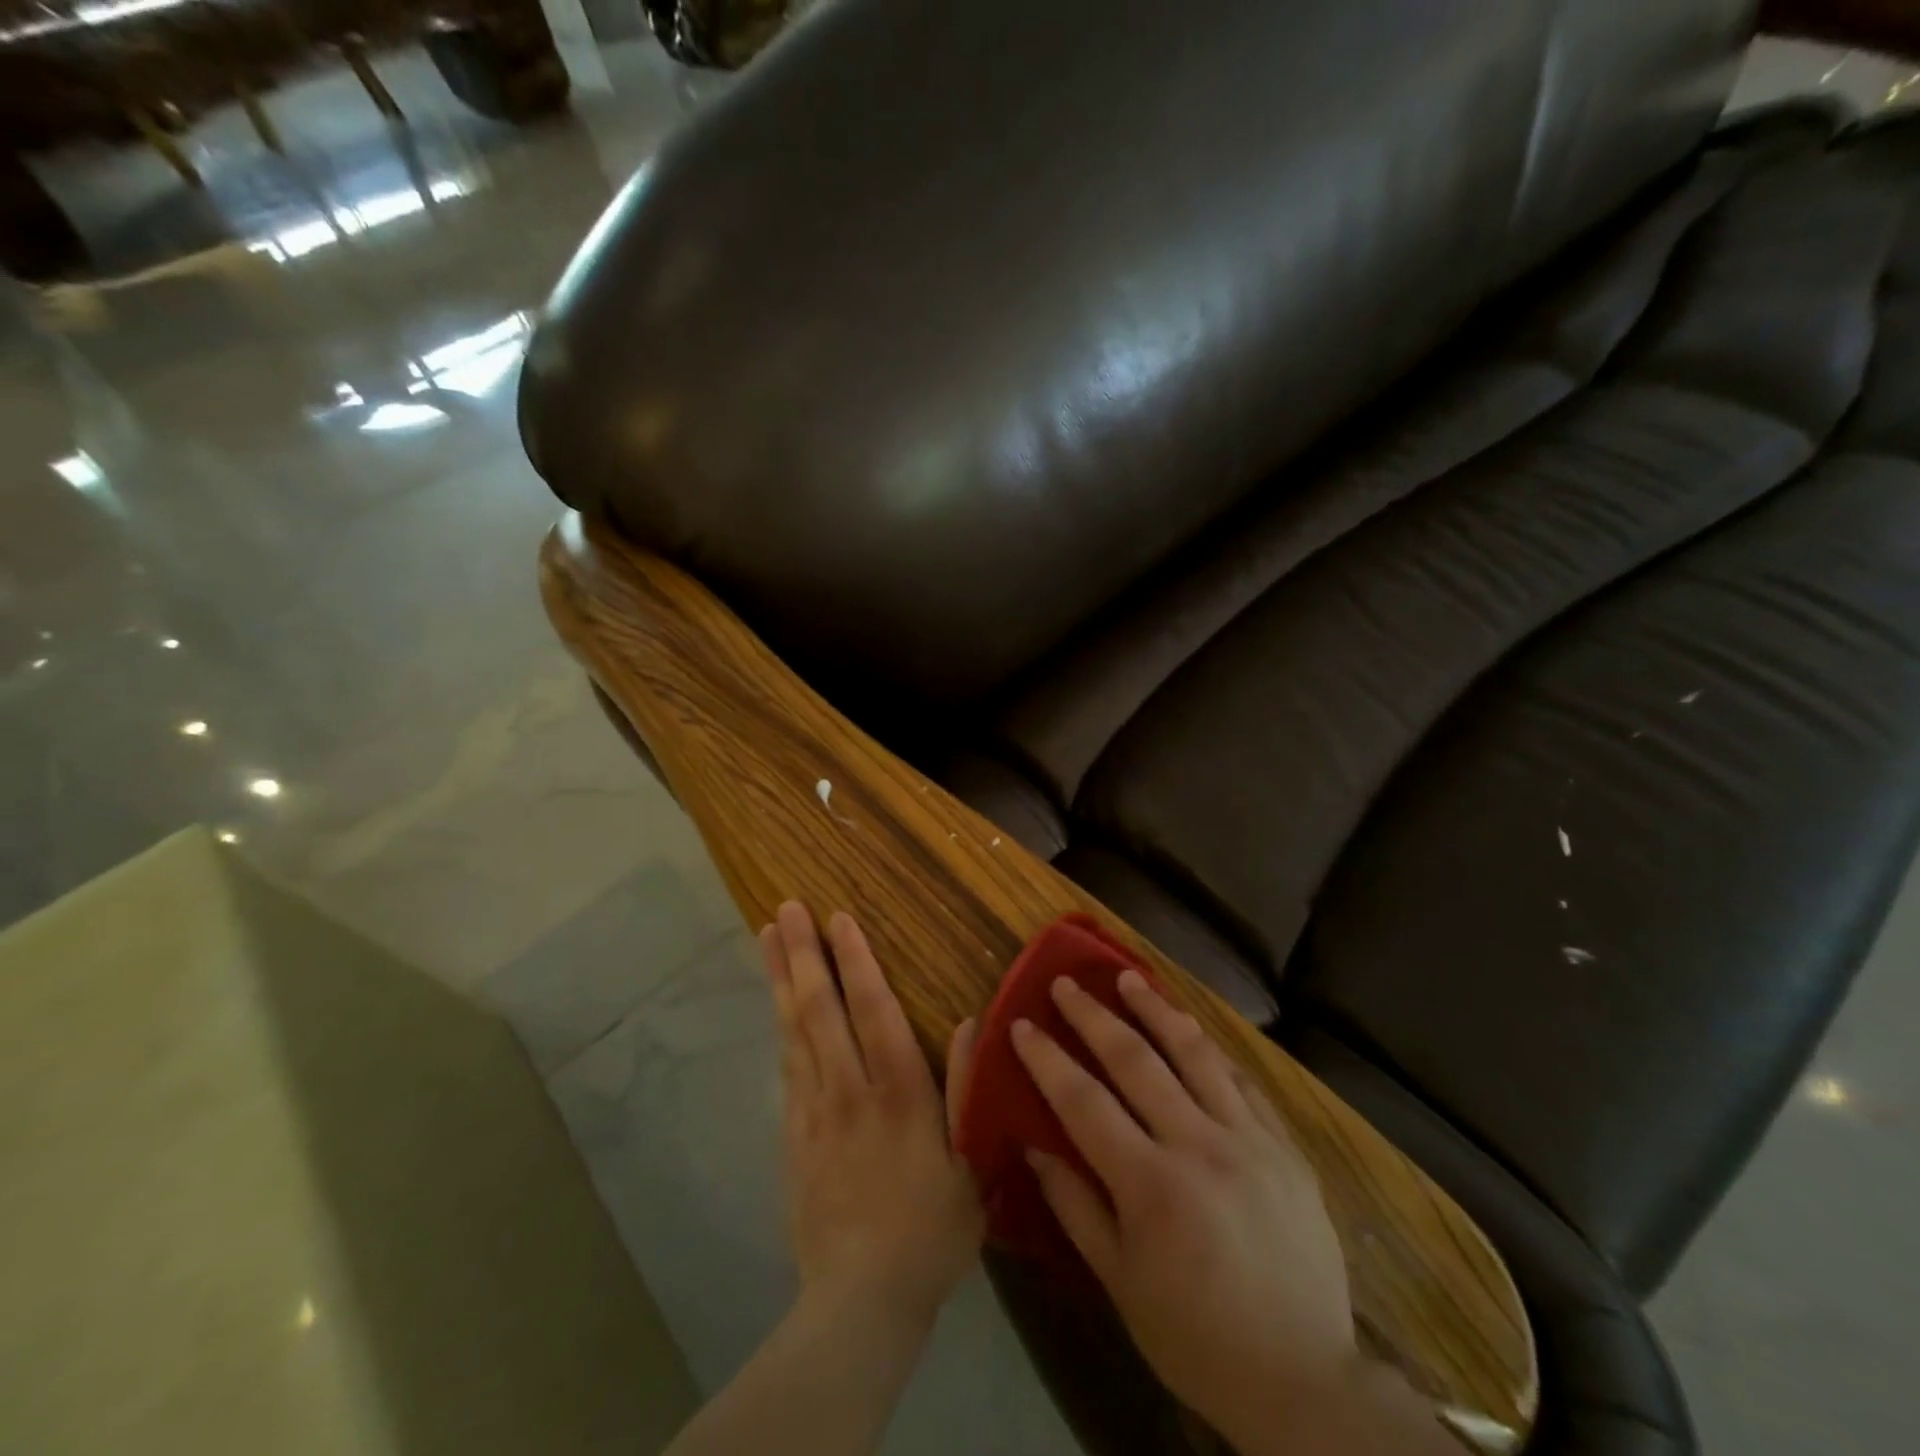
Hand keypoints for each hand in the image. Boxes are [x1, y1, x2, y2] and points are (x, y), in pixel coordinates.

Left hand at [761, 902, 982, 1326]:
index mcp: (898, 1091)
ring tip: (768, 937)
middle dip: (804, 954)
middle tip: (785, 909)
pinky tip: (776, 1003)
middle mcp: (850, 1088)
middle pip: (821, 1009)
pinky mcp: (793, 1135)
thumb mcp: (971, 1163)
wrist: (861, 1300)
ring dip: (783, 979)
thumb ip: (966, 1087)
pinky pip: (786, 1067)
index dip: (856, 960)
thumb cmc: (930, 1229)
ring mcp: (814, 1110)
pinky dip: (780, 1027)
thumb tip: (967, 1021)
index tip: (838, 918)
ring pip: (795, 1030)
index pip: (873, 1009)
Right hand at [1011, 968, 1358, 1445]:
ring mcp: (1248, 1139)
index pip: (1083, 1101)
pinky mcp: (1283, 1144)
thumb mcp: (1120, 1282)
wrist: (1305, 1381)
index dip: (1047, 1058)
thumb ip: (1074, 1204)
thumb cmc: (1196, 1337)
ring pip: (1194, 1053)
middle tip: (1064, 983)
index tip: (1021, 1025)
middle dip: (1093, 1016)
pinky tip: (1188, 1028)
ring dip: (1155, 1009)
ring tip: (1126, 977)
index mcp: (1151, 1185)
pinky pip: (1241, 1079)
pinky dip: (1207, 1048)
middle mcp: (1198, 1145)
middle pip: (1135, 1060)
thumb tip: (1033, 1143)